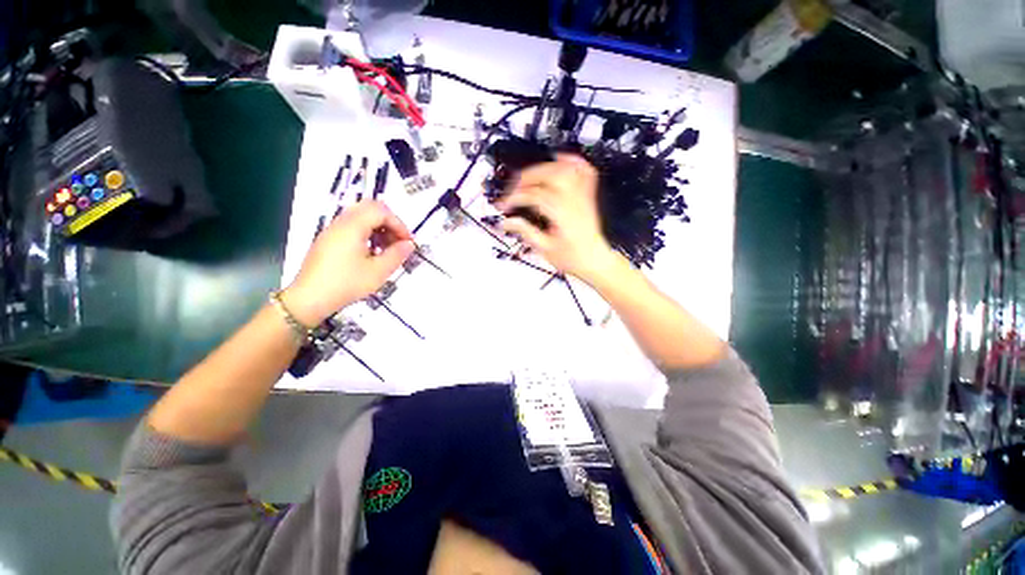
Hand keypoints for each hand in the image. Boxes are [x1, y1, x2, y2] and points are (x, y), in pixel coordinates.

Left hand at [282, 201, 414, 326]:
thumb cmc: (346, 284)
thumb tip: (409, 244)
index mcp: (352, 227)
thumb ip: (397, 255)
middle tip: (398, 241)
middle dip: (389, 222)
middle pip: (369, 208)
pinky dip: (367, 232)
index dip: (399, 224)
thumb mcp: (378, 272)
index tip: (408, 242)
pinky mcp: (328, 239)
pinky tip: (371, 253)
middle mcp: (340, 223)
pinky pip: (351, 226)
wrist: (309, 299)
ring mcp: (332, 230)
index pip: (381, 211)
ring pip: (360, 216)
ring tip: (386, 249)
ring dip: (378, 227)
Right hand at [494, 154, 619, 284]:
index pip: (534, 195)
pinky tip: (560, 158)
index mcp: (562, 214)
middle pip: (549, 176)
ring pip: (564, 169)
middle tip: (512, 190)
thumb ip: (525, 232)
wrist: (595, 261)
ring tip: (528, 176)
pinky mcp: (587, 196)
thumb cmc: (573, 258)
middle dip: (525, 179)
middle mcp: (574, 201)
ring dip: (543, 167)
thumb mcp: (545, 249)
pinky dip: (572, 161)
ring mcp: (583, 196)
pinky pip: (585, 171)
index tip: (504, 206)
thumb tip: (506, 222)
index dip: (515, 197)